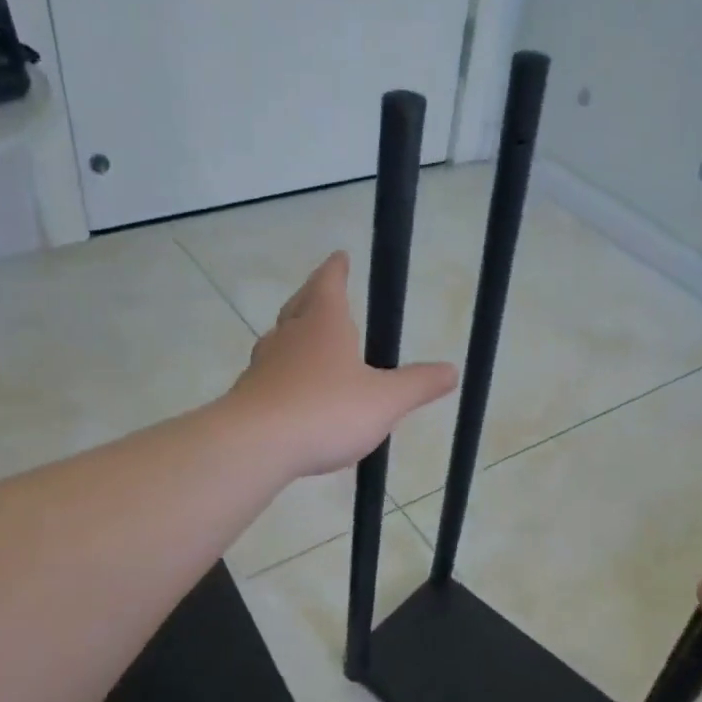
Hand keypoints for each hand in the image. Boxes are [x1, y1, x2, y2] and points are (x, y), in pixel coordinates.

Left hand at [228, 251, 457, 478]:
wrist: (255, 445)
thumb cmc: (326, 410)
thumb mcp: (385, 400)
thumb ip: (418, 384)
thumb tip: (452, 370)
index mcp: (324, 325)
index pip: (329, 284)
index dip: (337, 270)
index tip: (340, 256)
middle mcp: (289, 337)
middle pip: (299, 306)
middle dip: (313, 296)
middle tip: (321, 291)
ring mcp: (264, 366)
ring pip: (279, 340)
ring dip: (294, 335)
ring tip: (307, 341)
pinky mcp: (249, 396)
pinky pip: (270, 375)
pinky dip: (283, 373)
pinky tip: (292, 391)